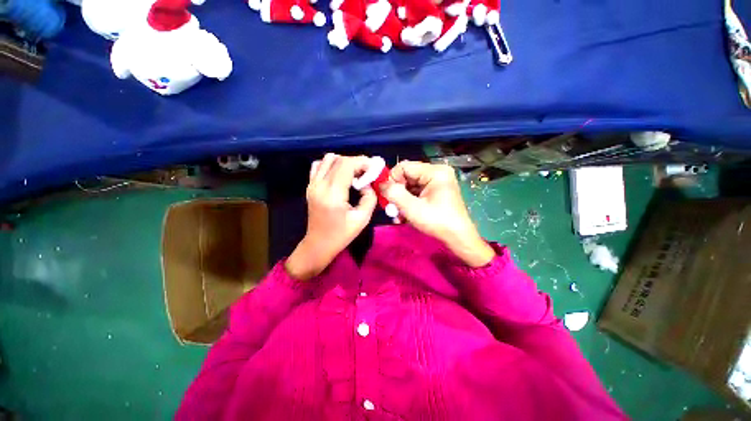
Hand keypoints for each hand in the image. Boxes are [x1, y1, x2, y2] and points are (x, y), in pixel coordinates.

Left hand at [285, 154, 376, 279]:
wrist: (319, 244)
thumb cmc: (341, 234)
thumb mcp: (362, 219)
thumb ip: (370, 198)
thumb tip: (367, 184)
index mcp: (332, 194)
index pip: (346, 165)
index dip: (362, 162)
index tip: (374, 168)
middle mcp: (319, 185)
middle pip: (339, 159)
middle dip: (356, 162)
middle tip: (367, 172)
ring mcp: (312, 184)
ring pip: (328, 159)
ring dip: (344, 162)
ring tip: (354, 174)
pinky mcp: (310, 186)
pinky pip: (319, 166)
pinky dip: (331, 165)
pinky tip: (340, 176)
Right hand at [381, 161, 494, 266]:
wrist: (458, 238)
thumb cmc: (437, 222)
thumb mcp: (412, 208)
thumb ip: (394, 193)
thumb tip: (380, 183)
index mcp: (435, 171)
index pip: (404, 166)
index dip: (392, 179)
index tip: (387, 196)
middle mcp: (436, 173)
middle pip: (406, 176)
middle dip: (396, 193)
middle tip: (392, 208)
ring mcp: (436, 182)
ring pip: (409, 186)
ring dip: (401, 201)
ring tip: (398, 216)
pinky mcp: (435, 191)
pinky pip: (416, 193)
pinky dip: (408, 203)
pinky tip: (405, 216)